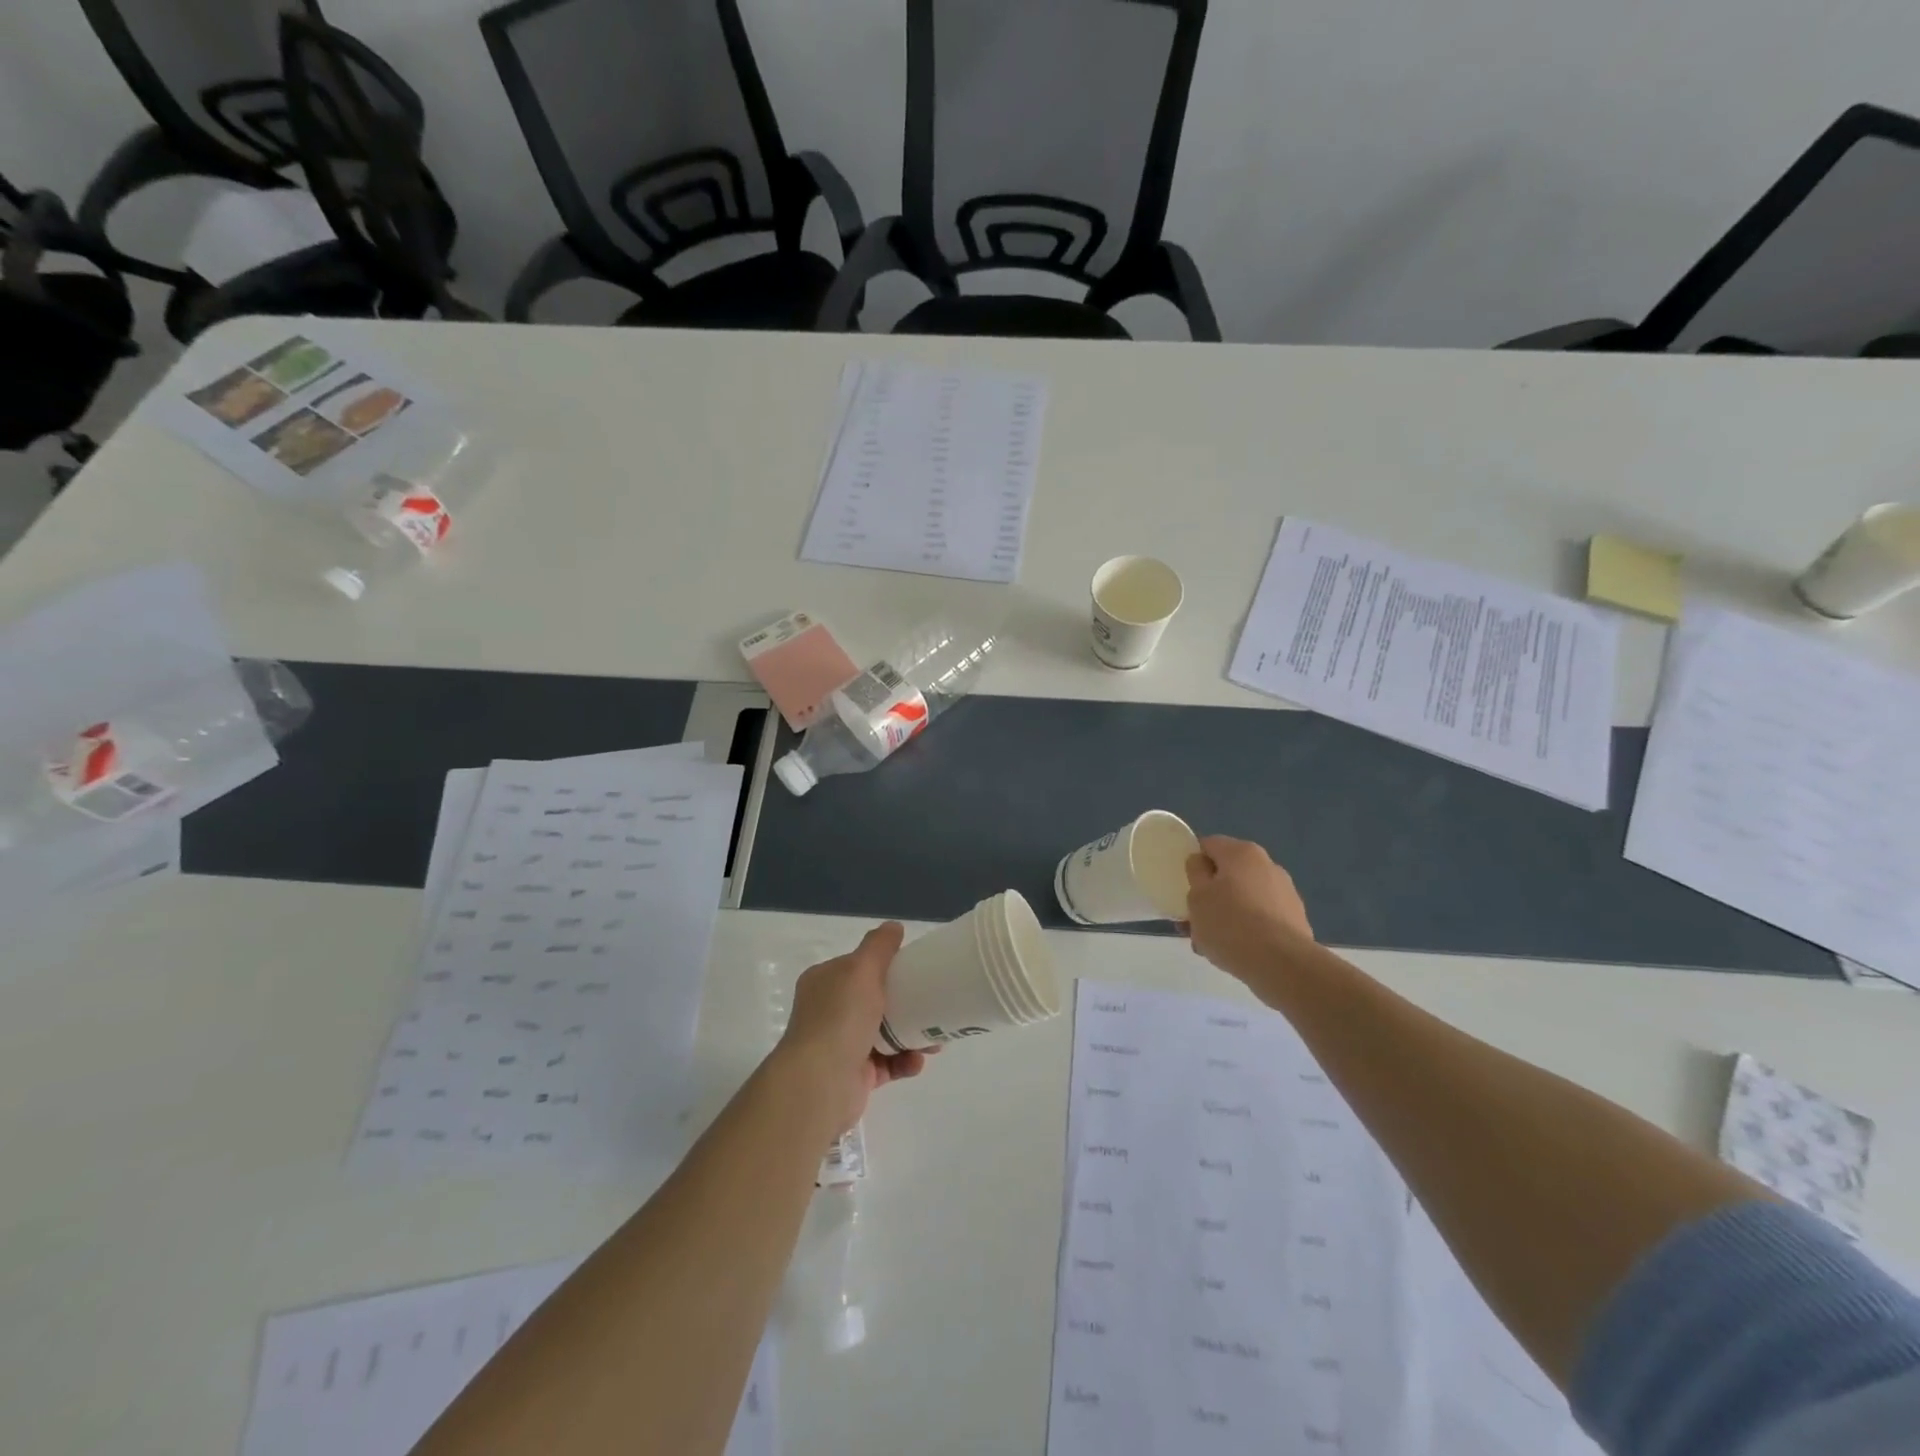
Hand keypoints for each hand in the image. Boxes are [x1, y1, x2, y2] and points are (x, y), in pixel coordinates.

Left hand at [775, 923, 931, 1134]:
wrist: (821, 1083)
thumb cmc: (840, 1017)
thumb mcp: (861, 968)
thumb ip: (879, 946)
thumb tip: (894, 926)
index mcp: (824, 982)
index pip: (857, 967)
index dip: (886, 966)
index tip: (915, 970)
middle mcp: (829, 1012)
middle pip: (875, 1001)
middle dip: (907, 1004)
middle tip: (934, 1007)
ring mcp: (841, 1045)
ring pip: (885, 1034)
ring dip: (912, 1035)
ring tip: (935, 1043)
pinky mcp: (854, 1076)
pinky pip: (887, 1064)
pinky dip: (904, 1062)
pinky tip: (917, 1061)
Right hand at [1183, 836, 1314, 984]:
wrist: (1282, 965)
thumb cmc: (1230, 924)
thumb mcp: (1197, 896)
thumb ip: (1195, 873)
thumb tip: (1202, 863)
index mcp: (1241, 853)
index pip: (1208, 845)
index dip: (1192, 863)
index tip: (1183, 886)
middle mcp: (1267, 865)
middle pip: (1227, 874)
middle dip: (1209, 894)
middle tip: (1193, 920)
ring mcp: (1285, 893)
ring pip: (1243, 898)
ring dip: (1225, 914)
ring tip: (1209, 943)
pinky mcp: (1295, 920)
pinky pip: (1260, 918)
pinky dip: (1246, 929)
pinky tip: (1234, 952)